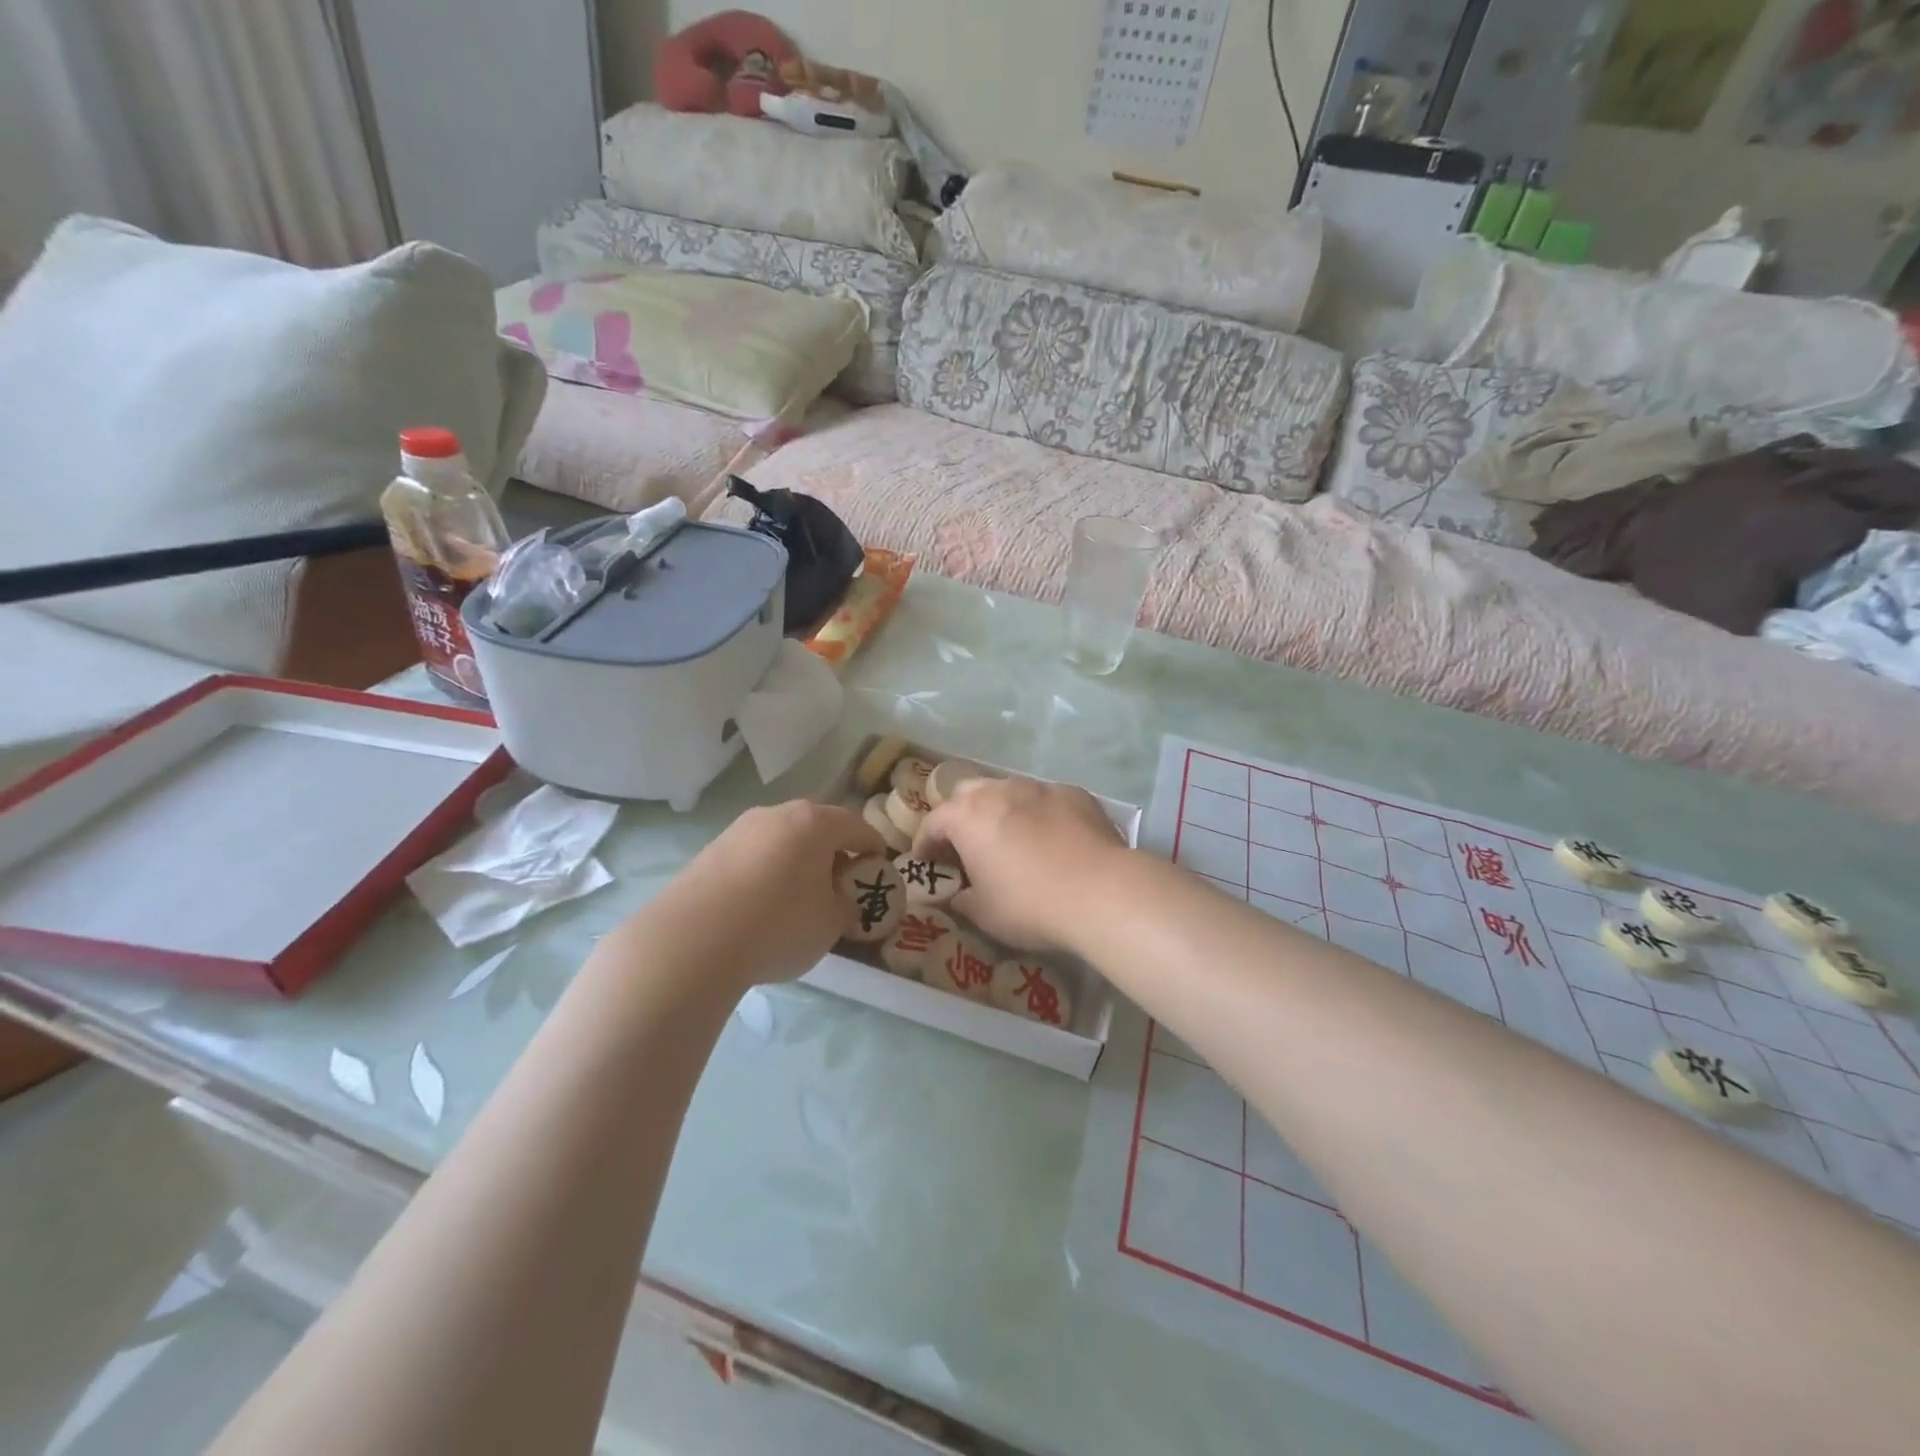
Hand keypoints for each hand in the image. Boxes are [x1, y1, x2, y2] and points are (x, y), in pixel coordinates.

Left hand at [638, 800, 883, 988]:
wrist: (691, 941)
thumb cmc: (778, 924)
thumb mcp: (831, 923)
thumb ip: (846, 906)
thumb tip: (841, 900)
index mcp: (815, 822)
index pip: (857, 826)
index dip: (873, 847)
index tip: (878, 868)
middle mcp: (777, 814)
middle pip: (816, 827)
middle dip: (833, 851)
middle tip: (840, 883)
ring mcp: (739, 830)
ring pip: (781, 839)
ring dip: (796, 861)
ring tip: (799, 897)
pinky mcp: (710, 851)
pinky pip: (753, 856)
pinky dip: (766, 872)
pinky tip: (762, 905)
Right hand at [912, 775, 1128, 951]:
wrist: (1102, 892)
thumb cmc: (1030, 905)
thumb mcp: (984, 913)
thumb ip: (961, 899)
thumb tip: (957, 894)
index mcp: (967, 816)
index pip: (933, 823)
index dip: (925, 844)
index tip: (925, 863)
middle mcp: (1000, 790)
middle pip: (967, 794)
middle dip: (961, 817)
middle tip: (966, 846)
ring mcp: (1040, 787)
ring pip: (1009, 791)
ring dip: (1001, 812)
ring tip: (1011, 840)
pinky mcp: (1074, 794)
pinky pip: (1046, 800)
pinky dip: (1040, 815)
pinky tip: (1053, 840)